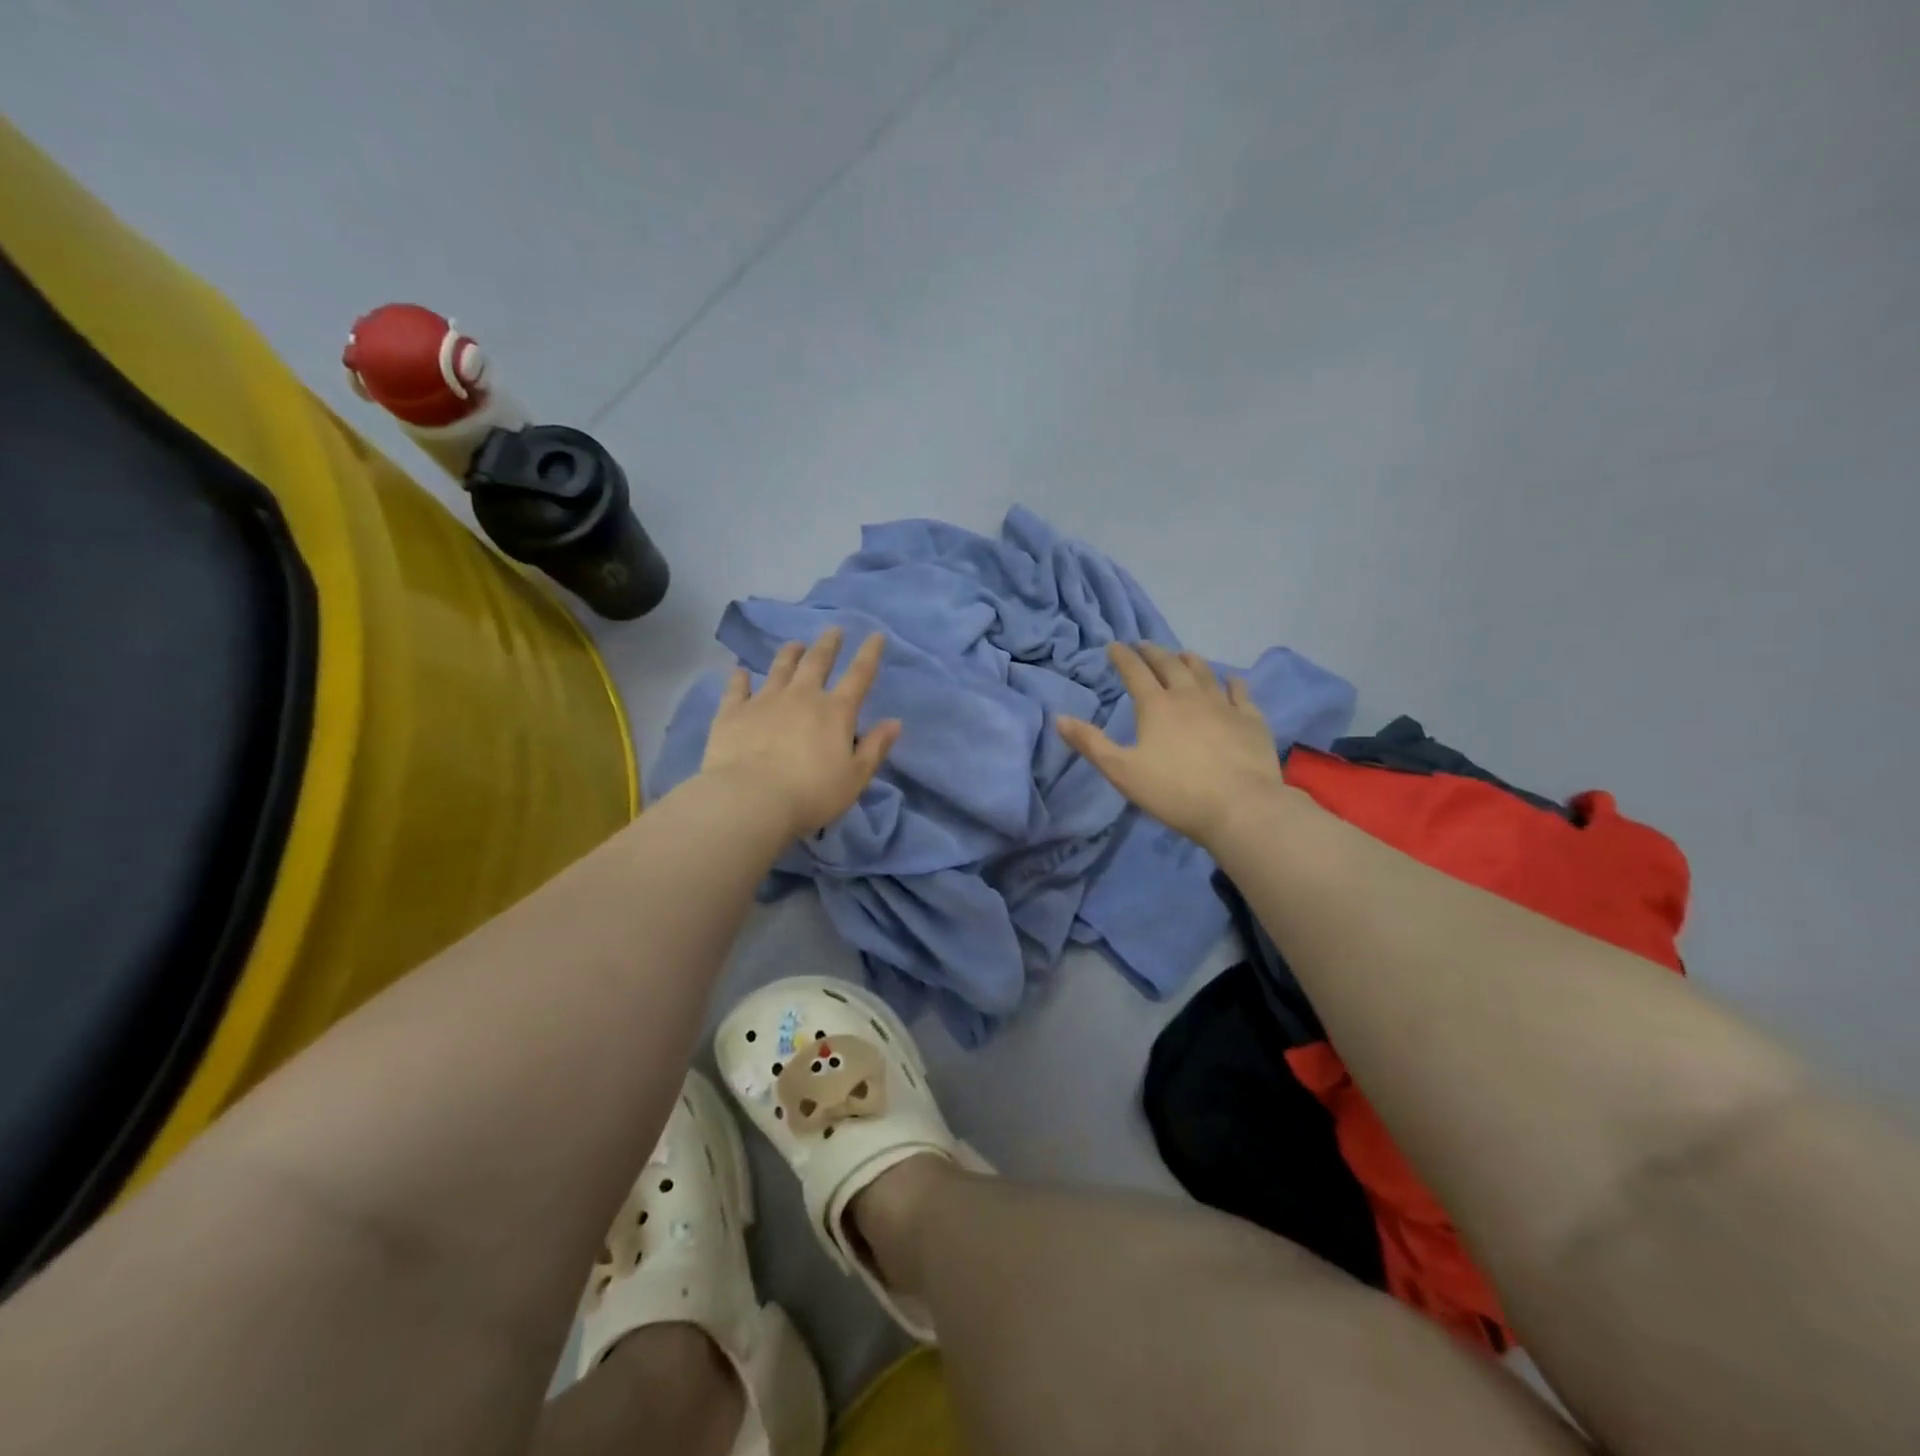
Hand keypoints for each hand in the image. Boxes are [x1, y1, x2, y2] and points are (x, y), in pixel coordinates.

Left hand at [700, 628, 901, 839]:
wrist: (751, 799)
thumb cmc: (812, 794)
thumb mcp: (855, 777)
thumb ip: (874, 748)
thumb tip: (895, 722)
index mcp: (835, 711)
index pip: (859, 675)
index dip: (869, 654)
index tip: (875, 635)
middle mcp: (801, 696)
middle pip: (817, 662)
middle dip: (828, 645)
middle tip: (833, 630)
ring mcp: (764, 700)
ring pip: (779, 668)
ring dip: (789, 654)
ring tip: (794, 644)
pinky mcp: (732, 712)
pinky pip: (737, 688)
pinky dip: (740, 678)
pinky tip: (740, 671)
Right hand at [1056, 642, 1283, 845]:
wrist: (1240, 807)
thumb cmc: (1174, 792)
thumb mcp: (1122, 772)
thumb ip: (1091, 744)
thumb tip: (1059, 718)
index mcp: (1156, 707)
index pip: (1135, 673)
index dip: (1123, 657)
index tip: (1114, 646)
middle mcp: (1190, 697)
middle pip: (1170, 666)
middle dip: (1154, 653)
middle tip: (1145, 645)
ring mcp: (1224, 706)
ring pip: (1205, 673)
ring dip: (1190, 661)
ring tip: (1183, 654)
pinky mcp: (1251, 721)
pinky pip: (1241, 693)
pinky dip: (1233, 683)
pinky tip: (1232, 680)